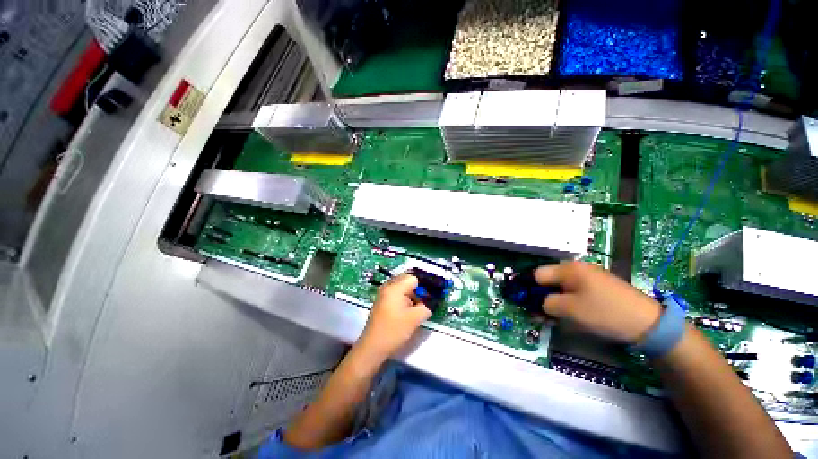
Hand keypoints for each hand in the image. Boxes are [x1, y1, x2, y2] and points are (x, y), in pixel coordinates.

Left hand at [355, 274, 430, 361]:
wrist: (373, 347)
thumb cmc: (394, 331)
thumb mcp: (415, 318)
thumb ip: (427, 305)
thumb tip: (434, 299)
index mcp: (395, 287)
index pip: (414, 277)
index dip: (424, 285)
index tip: (431, 296)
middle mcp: (388, 286)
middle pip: (407, 280)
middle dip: (418, 289)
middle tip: (425, 301)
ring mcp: (383, 293)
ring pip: (402, 286)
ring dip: (411, 293)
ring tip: (417, 306)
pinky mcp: (382, 300)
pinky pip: (396, 292)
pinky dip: (404, 297)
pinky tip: (408, 309)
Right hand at [535, 261, 661, 343]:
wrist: (648, 323)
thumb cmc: (604, 313)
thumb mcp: (570, 310)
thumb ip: (547, 304)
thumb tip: (539, 304)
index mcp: (569, 269)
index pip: (538, 274)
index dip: (530, 289)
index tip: (529, 305)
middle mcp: (577, 268)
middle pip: (550, 280)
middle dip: (543, 296)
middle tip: (543, 314)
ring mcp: (590, 276)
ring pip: (562, 286)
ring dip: (556, 300)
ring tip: (558, 317)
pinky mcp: (599, 286)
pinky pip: (576, 290)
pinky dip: (570, 301)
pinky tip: (574, 313)